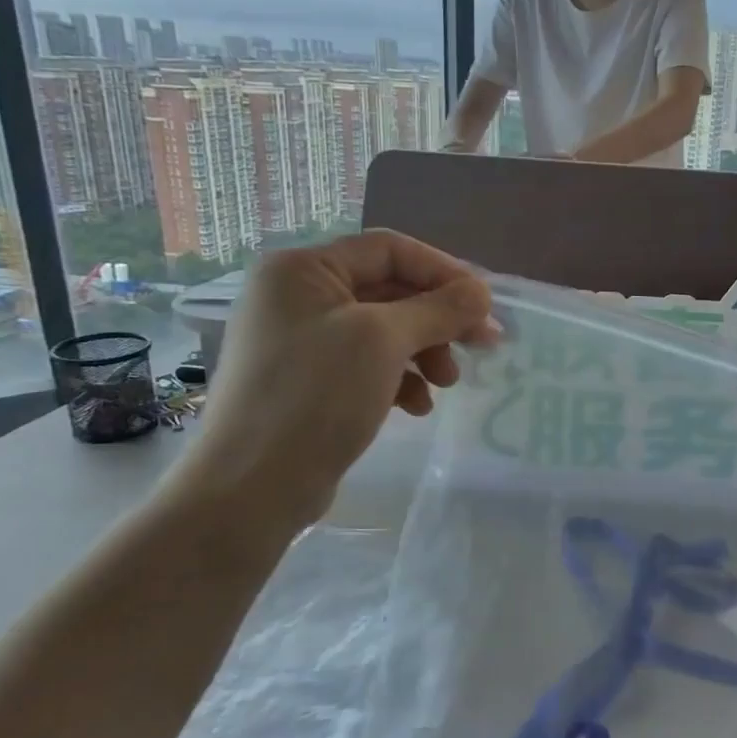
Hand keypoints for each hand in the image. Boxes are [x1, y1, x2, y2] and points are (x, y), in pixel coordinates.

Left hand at [173, 231, 492, 530]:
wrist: (252, 488)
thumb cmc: (316, 396)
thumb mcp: (384, 341)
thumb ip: (439, 309)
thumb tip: (482, 291)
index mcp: (302, 269)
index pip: (388, 249)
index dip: (442, 271)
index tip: (484, 304)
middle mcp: (297, 296)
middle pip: (389, 291)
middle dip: (437, 320)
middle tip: (482, 345)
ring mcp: (300, 341)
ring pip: (382, 331)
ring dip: (424, 352)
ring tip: (447, 384)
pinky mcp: (308, 381)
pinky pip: (366, 364)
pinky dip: (399, 379)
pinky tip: (417, 406)